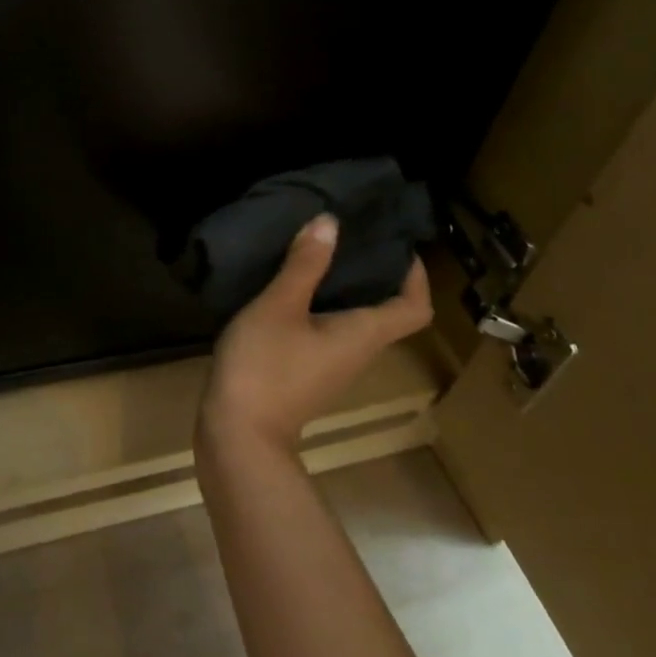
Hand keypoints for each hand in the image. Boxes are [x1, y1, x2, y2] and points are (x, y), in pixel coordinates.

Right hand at [199, 215, 431, 453]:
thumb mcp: (279, 306)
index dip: (416, 275)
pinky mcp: (305, 372)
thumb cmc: (265, 366)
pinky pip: (326, 330)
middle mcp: (357, 351)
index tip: (397, 243)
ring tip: (318, 252)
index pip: (414, 307)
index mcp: (363, 334)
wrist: (239, 434)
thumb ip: (304, 265)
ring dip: (343, 286)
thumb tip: (330, 222)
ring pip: (353, 320)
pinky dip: (318, 304)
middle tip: (349, 235)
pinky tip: (288, 287)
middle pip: (384, 311)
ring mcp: (331, 366)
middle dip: (374, 272)